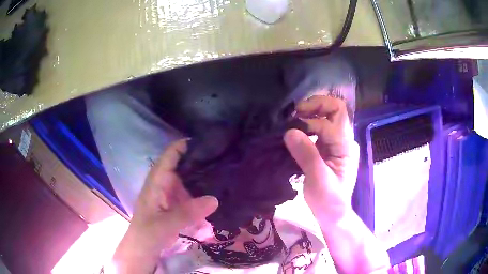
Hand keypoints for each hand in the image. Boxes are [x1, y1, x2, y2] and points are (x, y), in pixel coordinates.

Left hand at [112, 140, 217, 272]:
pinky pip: (189, 193)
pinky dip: (200, 191)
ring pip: (187, 178)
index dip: (184, 145)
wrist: (142, 249)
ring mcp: (170, 194)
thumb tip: (215, 199)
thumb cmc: (148, 234)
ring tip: (224, 172)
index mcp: (156, 182)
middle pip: (181, 165)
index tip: (206, 141)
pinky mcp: (175, 204)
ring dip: (202, 175)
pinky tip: (215, 193)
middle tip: (223, 157)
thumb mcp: (166, 224)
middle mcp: (163, 183)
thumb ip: (188, 212)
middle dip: (199, 160)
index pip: (169, 155)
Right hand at [284, 95, 358, 220]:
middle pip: (336, 109)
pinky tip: (296, 127)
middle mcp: (344, 139)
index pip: (332, 121)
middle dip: (316, 105)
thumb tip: (290, 131)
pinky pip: (319, 127)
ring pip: (328, 115)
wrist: (332, 214)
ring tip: (293, 117)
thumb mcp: (318, 180)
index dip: (312, 123)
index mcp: (346, 146)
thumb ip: (307, 155)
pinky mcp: (328, 147)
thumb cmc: (328, 200)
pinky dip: (307, 122)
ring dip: (311, 112)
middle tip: (296, 112)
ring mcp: (337, 142)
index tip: (293, 131)